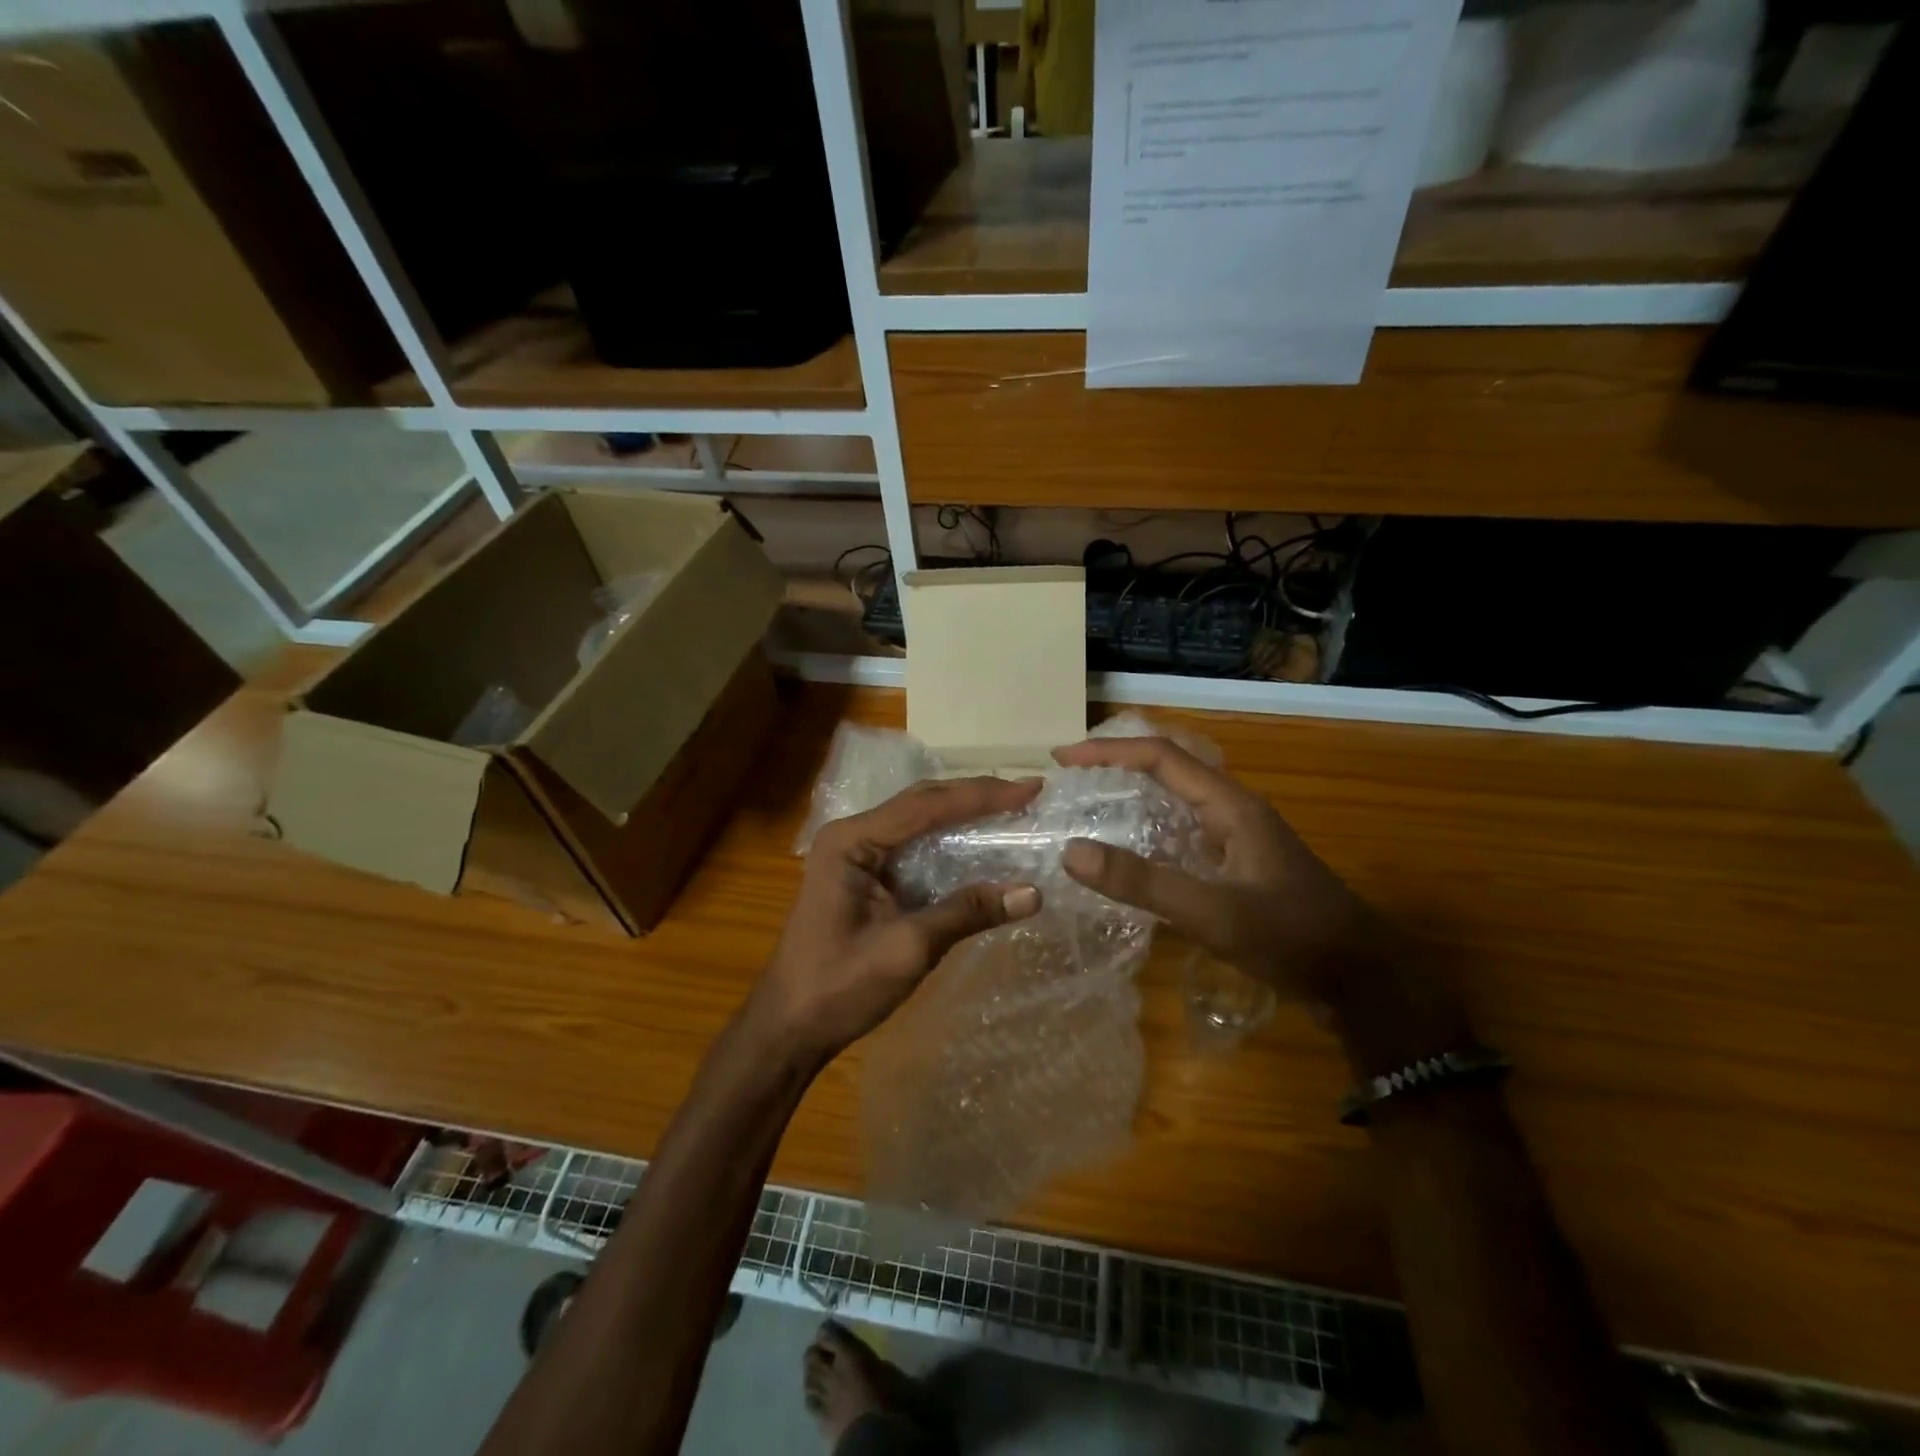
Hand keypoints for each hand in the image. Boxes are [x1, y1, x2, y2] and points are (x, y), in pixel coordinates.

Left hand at [750, 776, 1045, 1062]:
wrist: (790, 1026)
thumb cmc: (839, 987)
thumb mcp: (907, 949)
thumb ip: (966, 913)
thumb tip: (1032, 893)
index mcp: (852, 841)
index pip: (925, 806)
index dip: (981, 796)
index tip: (1030, 789)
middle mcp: (853, 835)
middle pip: (923, 803)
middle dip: (976, 797)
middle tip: (1029, 794)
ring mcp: (858, 853)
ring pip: (921, 822)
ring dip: (966, 816)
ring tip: (1014, 810)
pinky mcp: (868, 875)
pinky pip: (916, 847)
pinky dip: (952, 843)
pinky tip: (982, 845)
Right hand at [1052, 736, 1383, 1004]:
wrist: (1362, 979)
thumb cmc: (1292, 937)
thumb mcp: (1214, 913)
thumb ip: (1144, 883)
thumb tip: (1072, 852)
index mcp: (1230, 806)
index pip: (1161, 758)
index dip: (1109, 752)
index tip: (1062, 759)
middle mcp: (1233, 812)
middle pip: (1167, 771)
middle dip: (1116, 767)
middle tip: (1068, 781)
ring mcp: (1237, 839)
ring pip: (1175, 802)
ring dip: (1132, 797)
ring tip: (1087, 809)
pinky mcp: (1238, 866)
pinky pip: (1183, 834)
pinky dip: (1148, 832)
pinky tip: (1129, 856)